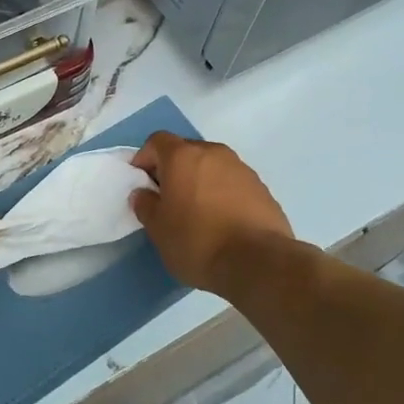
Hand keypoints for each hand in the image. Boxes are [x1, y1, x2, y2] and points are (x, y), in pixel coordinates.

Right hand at [130, 132, 293, 294]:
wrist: (257, 262)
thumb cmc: (197, 241)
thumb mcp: (158, 229)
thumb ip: (145, 205)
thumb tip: (143, 193)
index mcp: (183, 156)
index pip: (156, 141)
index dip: (145, 158)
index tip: (141, 183)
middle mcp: (213, 153)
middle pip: (186, 151)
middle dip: (173, 169)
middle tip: (167, 199)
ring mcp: (241, 168)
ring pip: (211, 166)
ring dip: (200, 181)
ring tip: (197, 212)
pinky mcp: (262, 188)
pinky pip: (232, 182)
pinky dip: (222, 193)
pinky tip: (222, 221)